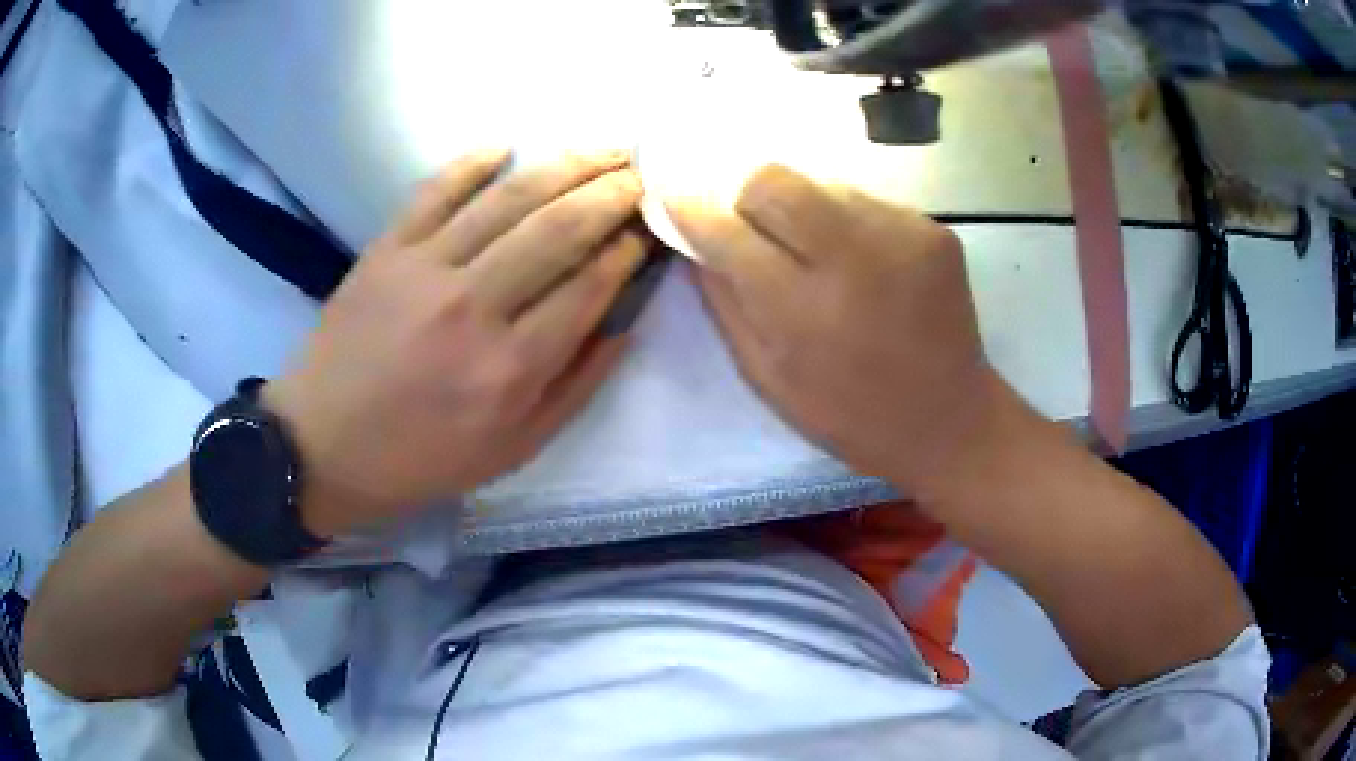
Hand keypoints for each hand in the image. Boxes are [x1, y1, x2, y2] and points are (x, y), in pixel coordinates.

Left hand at [265, 150, 647, 536]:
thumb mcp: (513, 450)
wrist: (321, 447)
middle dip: (613, 192)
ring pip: (509, 198)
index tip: (650, 226)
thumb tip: (624, 321)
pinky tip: (506, 145)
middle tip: (642, 171)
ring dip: (566, 164)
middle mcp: (474, 307)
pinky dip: (474, 162)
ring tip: (603, 147)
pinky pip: (438, 189)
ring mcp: (425, 268)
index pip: (588, 285)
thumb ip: (576, 386)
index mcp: (511, 368)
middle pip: (559, 228)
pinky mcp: (386, 248)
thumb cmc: (421, 458)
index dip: (628, 248)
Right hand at [668, 165, 1002, 496]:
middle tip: (755, 231)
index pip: (728, 231)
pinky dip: (848, 223)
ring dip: (803, 210)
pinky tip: (863, 265)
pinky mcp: (934, 230)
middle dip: (748, 198)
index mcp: (804, 310)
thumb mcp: (769, 377)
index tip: (674, 199)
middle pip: (774, 180)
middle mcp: (854, 258)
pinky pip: (867, 202)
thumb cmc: (850, 414)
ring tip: (818, 255)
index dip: (692, 210)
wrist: (948, 420)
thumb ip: (725, 304)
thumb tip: (693, 242)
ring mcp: (902, 235)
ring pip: (822, 184)